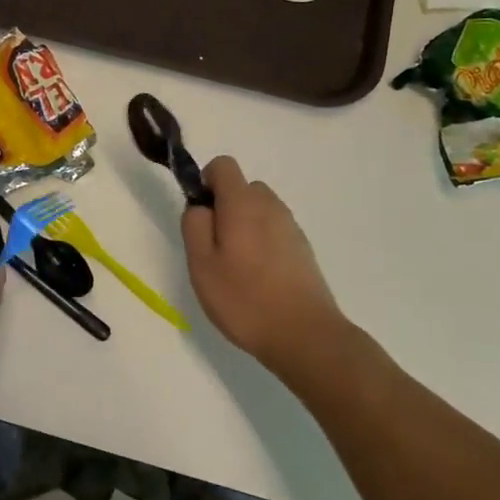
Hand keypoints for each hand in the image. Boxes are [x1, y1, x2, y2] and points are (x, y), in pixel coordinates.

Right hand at [182, 157, 346, 370]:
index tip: (201, 216)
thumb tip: (200, 206)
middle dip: (225, 207)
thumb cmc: (244, 298)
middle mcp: (270, 205)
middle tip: (215, 249)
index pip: (223, 165)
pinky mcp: (303, 248)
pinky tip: (259, 280)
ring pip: (259, 210)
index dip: (206, 182)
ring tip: (237, 269)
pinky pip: (274, 231)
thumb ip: (194, 225)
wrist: (304, 334)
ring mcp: (291, 226)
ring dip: (244, 226)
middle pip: (242, 188)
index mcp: (243, 203)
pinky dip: (262, 243)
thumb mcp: (201, 263)